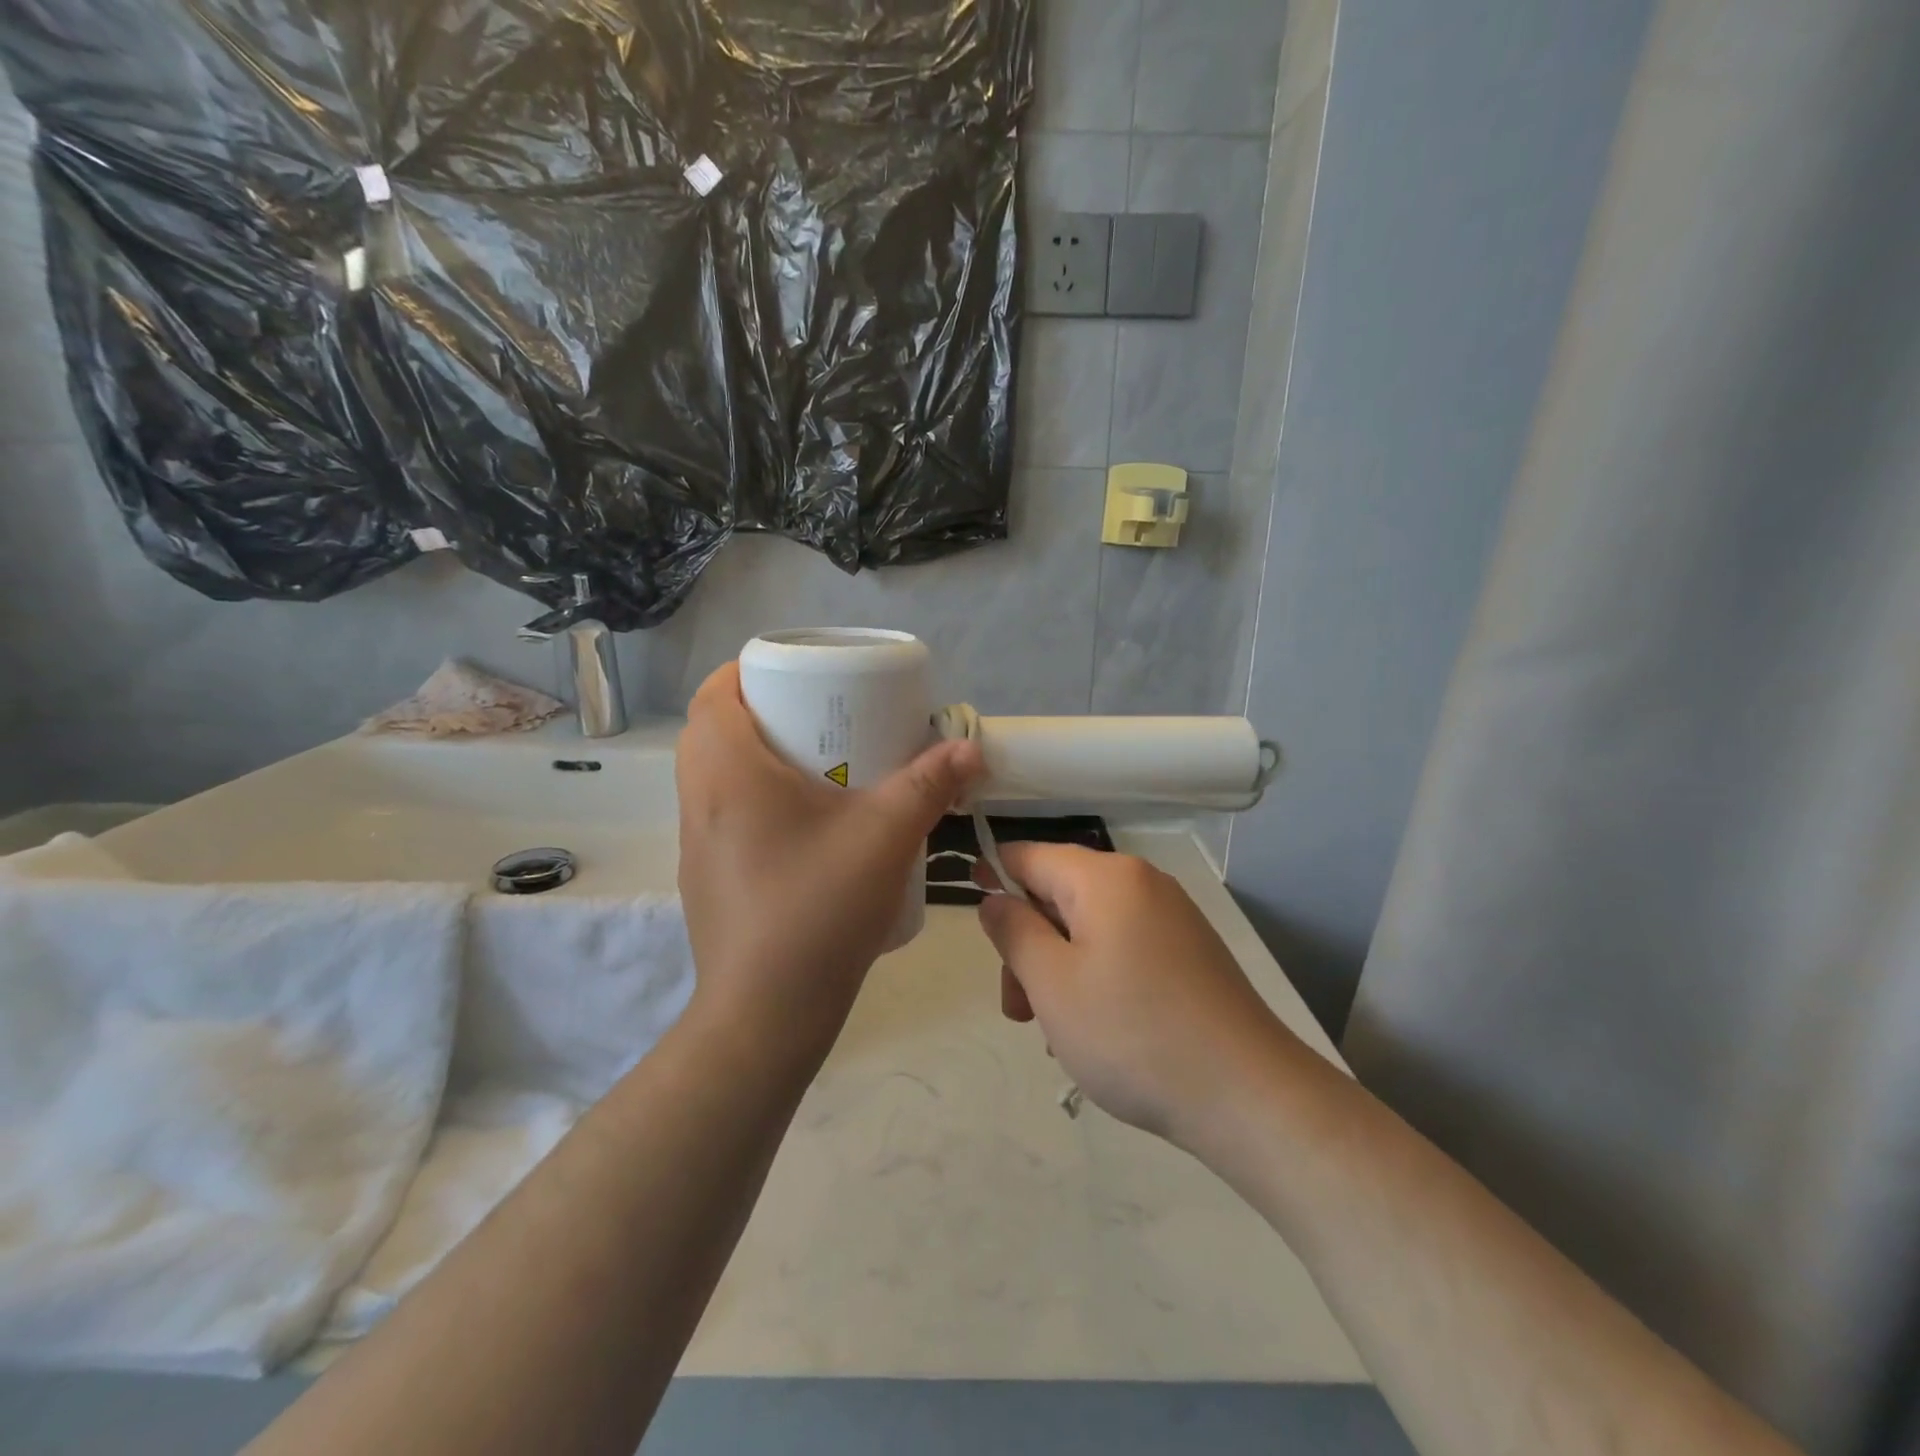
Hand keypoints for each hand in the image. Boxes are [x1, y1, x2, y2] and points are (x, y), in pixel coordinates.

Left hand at [676, 662, 981, 1059]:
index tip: (795, 674)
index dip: (747, 671)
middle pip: (712, 731)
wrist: (764, 1015)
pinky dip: (752, 800)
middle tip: (816, 716)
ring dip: (754, 758)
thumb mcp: (884, 837)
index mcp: (728, 773)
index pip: (713, 694)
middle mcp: (699, 801)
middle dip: (760, 712)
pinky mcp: (705, 879)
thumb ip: (928, 785)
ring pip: (713, 776)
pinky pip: (721, 815)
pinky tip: (803, 828)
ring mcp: (696, 844)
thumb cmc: (817, 909)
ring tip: (815, 767)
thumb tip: (969, 748)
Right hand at [978, 844, 1301, 1143]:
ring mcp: (1171, 918)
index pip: (1029, 855)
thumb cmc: (1133, 1034)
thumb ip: (1013, 931)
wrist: (1248, 1095)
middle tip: (1019, 1011)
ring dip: (1059, 970)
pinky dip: (1096, 979)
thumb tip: (994, 897)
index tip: (978, 925)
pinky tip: (1097, 1032)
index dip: (993, 879)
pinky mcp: (1189, 953)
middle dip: (1028, 946)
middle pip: (1059, 895)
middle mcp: (1141, 883)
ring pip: (1089, 928)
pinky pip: (1123, 949)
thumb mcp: (1052, 984)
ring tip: (1056, 1035)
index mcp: (1105, 877)